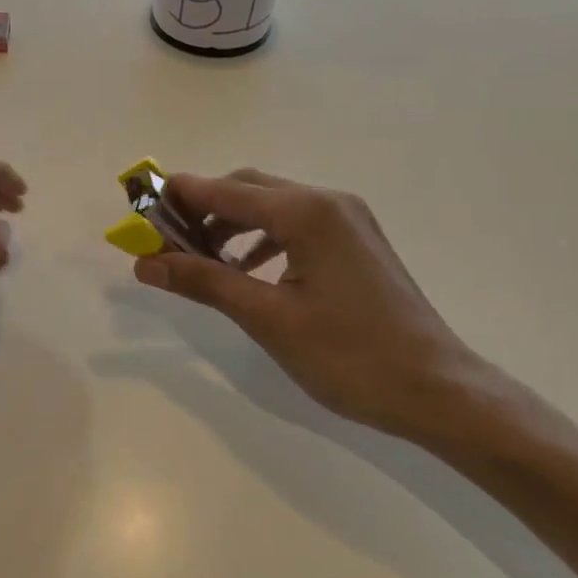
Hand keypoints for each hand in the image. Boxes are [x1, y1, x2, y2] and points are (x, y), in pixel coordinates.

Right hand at [134, 169, 497, 435]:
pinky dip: (263, 238)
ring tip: (201, 259)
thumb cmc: (350, 356)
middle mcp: (328, 201)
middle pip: (248, 188)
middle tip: (166, 242)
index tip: (140, 212)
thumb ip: (205, 283)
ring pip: (273, 205)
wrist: (437, 388)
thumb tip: (146, 264)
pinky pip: (296, 223)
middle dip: (204, 209)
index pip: (225, 190)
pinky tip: (248, 270)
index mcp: (307, 212)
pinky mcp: (357, 240)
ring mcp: (348, 218)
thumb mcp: (269, 319)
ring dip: (233, 224)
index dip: (179, 198)